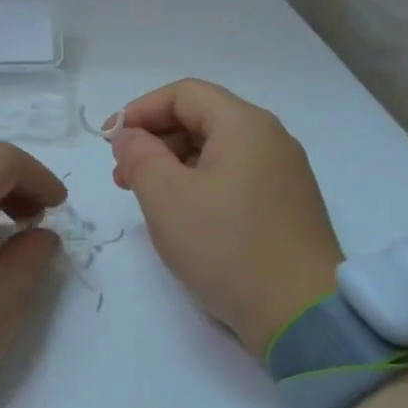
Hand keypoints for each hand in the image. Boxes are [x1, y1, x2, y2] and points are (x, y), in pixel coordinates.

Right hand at [110, 79, 343, 358]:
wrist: (299, 313)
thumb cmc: (226, 246)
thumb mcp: (166, 197)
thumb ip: (139, 156)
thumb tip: (129, 136)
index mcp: (245, 125)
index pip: (184, 94)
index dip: (139, 110)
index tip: (108, 141)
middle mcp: (270, 139)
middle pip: (202, 119)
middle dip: (154, 140)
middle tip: (122, 176)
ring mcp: (283, 174)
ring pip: (216, 151)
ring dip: (174, 165)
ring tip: (146, 199)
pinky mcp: (285, 206)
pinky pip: (233, 178)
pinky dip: (199, 185)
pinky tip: (182, 216)